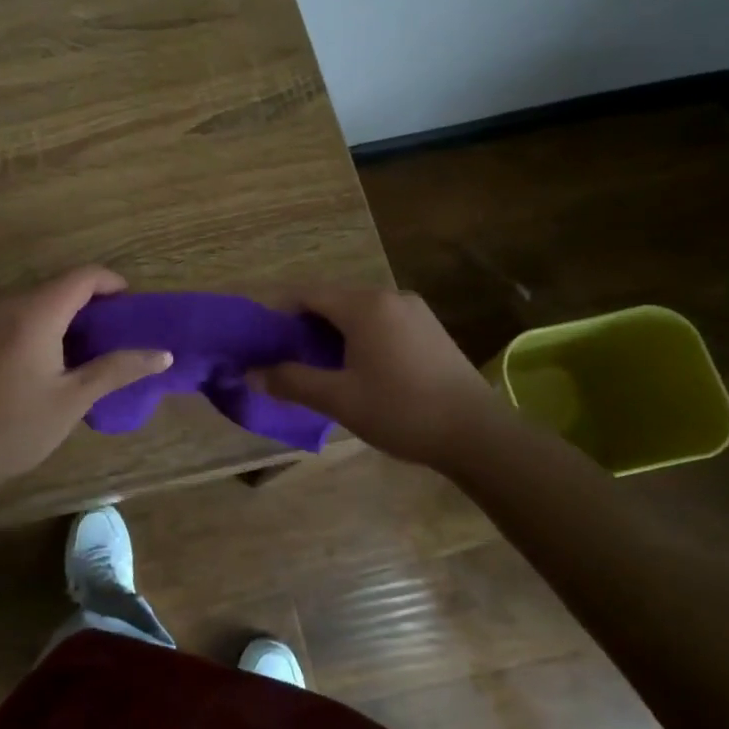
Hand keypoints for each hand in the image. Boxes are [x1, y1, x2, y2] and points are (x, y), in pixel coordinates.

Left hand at [0, 267, 171, 492]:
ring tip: (96, 346)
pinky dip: (49, 325)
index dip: (113, 283)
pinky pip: (23, 317)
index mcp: (36, 314)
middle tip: (121, 332)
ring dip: (71, 314)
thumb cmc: (17, 427)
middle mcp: (11, 307)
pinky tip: (60, 359)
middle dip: (95, 301)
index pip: (82, 277)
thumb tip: (163, 354)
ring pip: (41, 301)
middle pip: (61, 286)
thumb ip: (118, 369)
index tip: (134, 307)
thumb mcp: (74, 398)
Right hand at [249, 286, 512, 467]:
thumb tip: (251, 373)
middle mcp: (388, 295)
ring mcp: (413, 310)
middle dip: (304, 325)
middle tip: (287, 359)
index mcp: (364, 305)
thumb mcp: (339, 399)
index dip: (278, 313)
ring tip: (319, 367)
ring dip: (332, 332)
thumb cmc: (401, 411)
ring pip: (357, 311)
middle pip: (332, 300)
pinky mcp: (429, 327)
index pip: (306, 294)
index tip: (262, 341)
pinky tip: (358, 368)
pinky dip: (359, 336)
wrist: (478, 433)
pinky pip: (381, 321)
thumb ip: (292, 381)